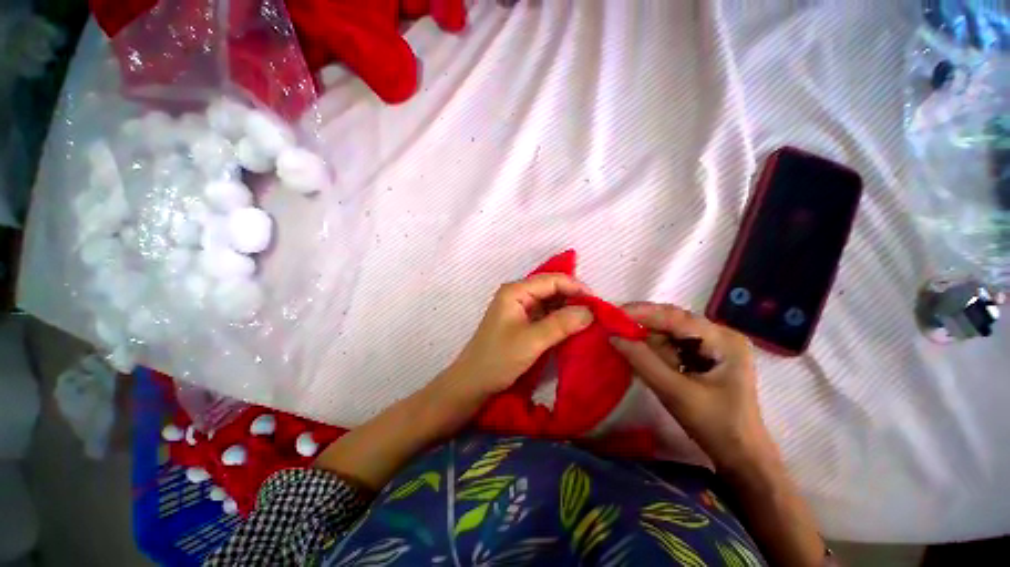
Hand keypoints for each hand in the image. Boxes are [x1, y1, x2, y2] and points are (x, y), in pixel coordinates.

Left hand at [447, 273, 594, 398]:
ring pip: (550, 302)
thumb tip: (590, 311)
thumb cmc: (498, 359)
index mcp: (515, 291)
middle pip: (552, 289)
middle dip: (574, 298)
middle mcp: (518, 294)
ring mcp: (520, 308)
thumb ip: (561, 324)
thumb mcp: (532, 341)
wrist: (473, 382)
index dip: (576, 288)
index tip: (597, 304)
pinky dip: (560, 320)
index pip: (552, 280)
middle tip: (596, 314)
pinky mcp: (523, 322)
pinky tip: (574, 328)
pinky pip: (546, 315)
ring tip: (589, 321)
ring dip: (569, 310)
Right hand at [610, 303, 776, 471]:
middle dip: (643, 325)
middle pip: (672, 321)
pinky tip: (644, 357)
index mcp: (723, 340)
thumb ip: (643, 361)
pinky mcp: (705, 356)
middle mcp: (719, 335)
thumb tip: (613, 337)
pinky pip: (673, 345)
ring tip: (628, 346)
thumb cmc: (715, 426)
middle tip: (613, 326)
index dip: (642, 313)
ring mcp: (713, 345)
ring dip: (648, 340)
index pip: (676, 317)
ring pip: (670, 332)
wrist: (740, 456)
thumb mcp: (675, 393)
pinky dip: (655, 350)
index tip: (613, 313)